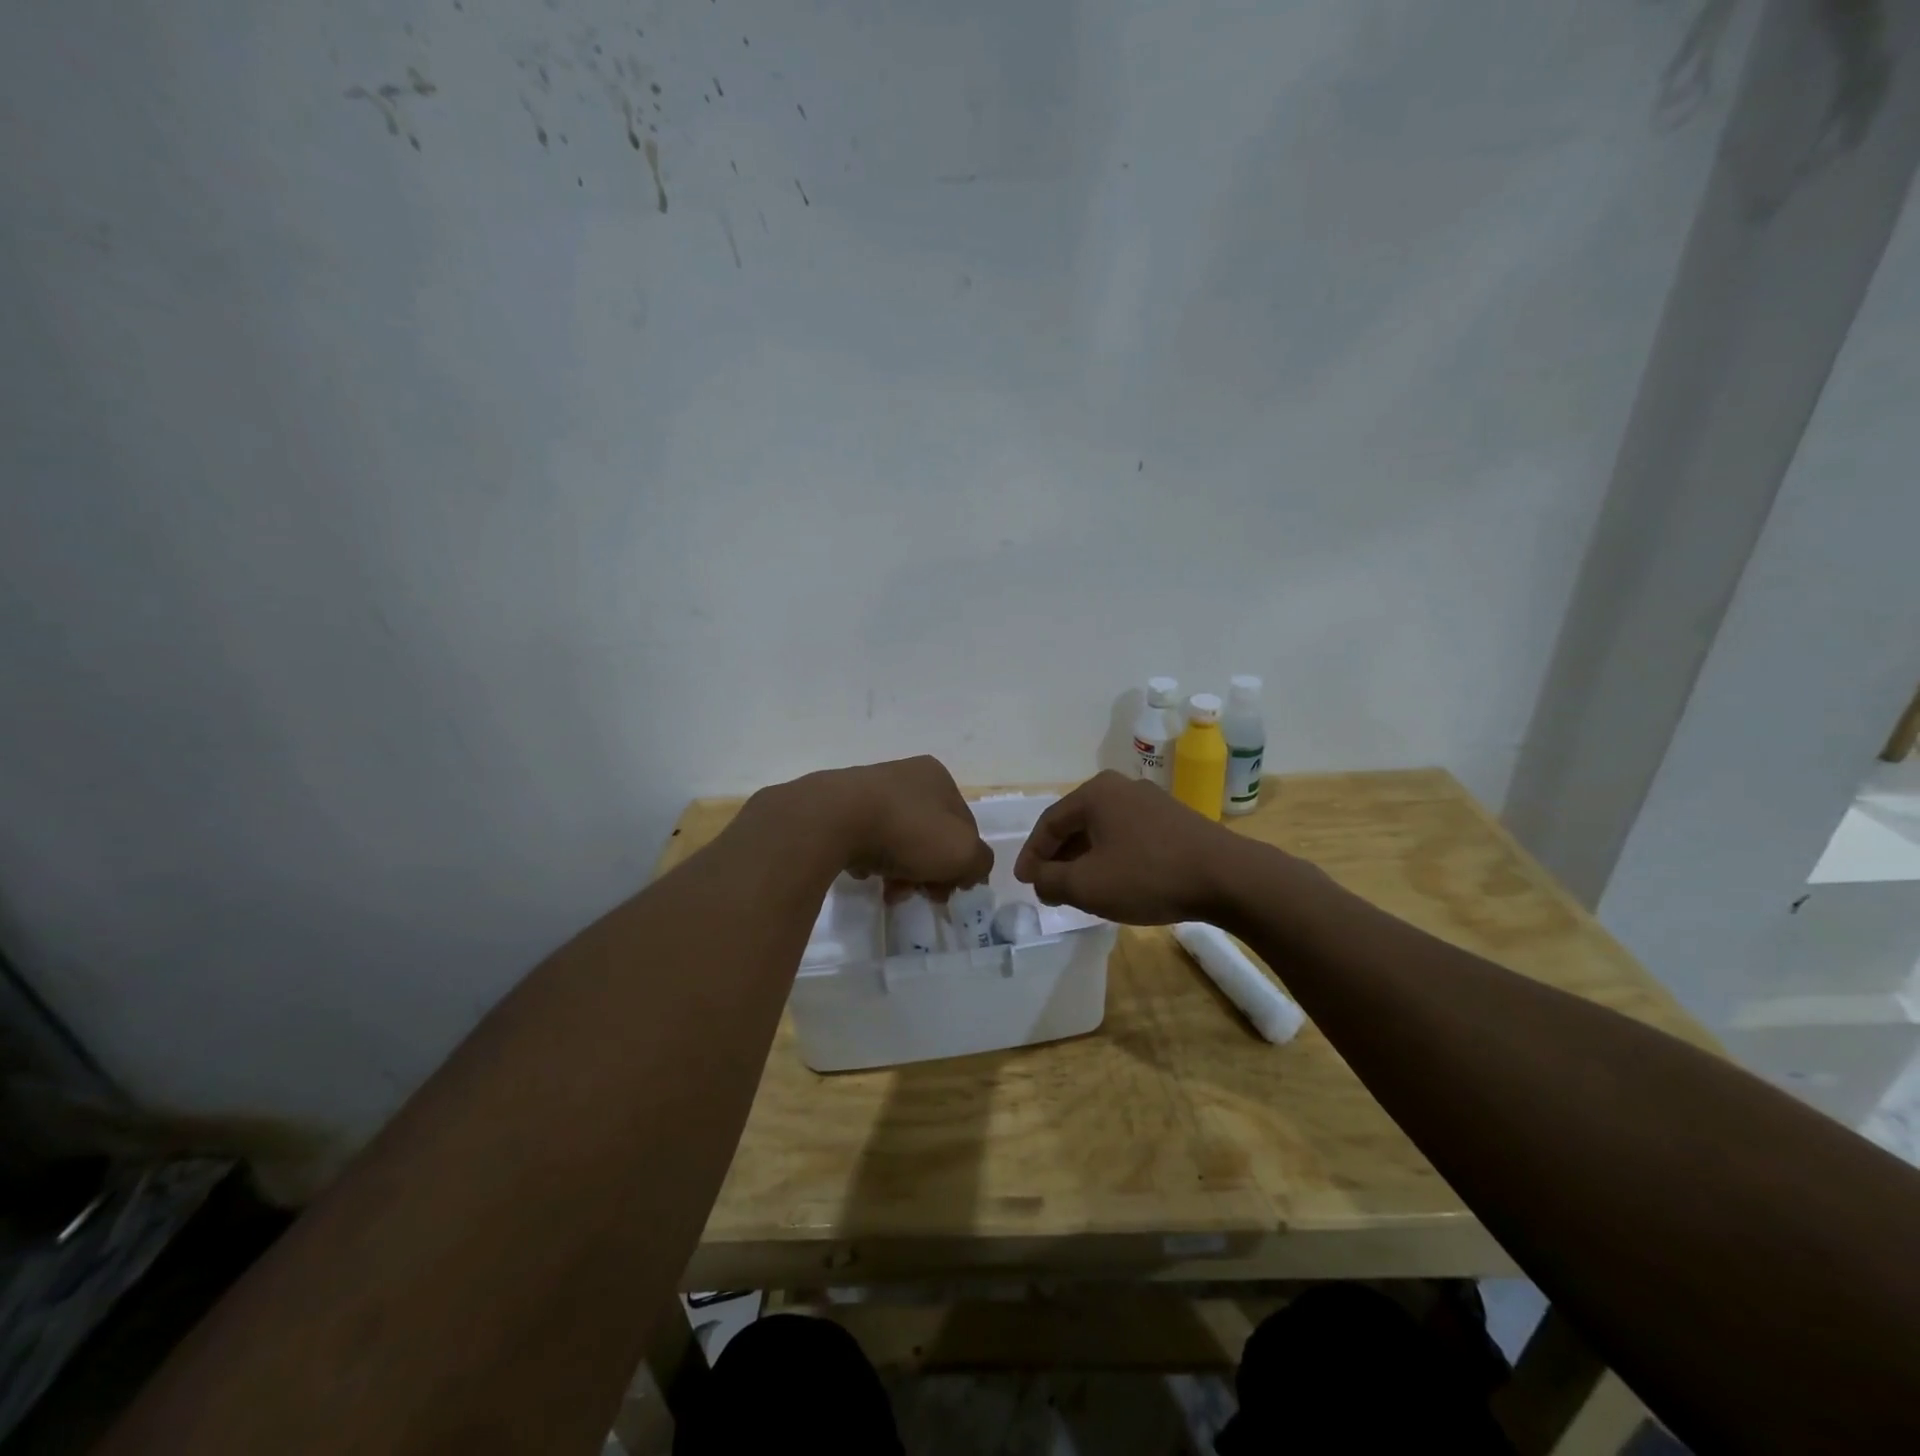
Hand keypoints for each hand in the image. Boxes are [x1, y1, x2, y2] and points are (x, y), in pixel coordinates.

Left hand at [803, 756, 992, 899]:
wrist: (834, 820)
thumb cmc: (908, 831)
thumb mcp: (962, 851)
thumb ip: (979, 862)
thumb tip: (971, 871)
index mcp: (938, 777)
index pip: (964, 826)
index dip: (962, 862)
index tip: (951, 891)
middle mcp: (905, 775)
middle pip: (930, 835)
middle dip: (929, 871)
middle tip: (922, 896)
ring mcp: (868, 789)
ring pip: (897, 840)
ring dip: (900, 872)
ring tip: (890, 893)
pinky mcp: (838, 808)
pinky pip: (864, 841)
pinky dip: (869, 861)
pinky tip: (863, 873)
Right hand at [1013, 771, 1247, 924]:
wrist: (1228, 877)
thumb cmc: (1148, 876)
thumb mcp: (1087, 885)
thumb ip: (1051, 880)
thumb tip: (1039, 877)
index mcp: (1095, 793)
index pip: (1049, 822)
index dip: (1032, 854)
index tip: (1024, 881)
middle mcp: (1121, 787)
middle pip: (1076, 823)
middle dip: (1059, 856)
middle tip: (1048, 886)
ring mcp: (1151, 801)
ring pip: (1103, 830)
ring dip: (1085, 858)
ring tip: (1078, 888)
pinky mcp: (1174, 819)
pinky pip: (1128, 835)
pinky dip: (1112, 856)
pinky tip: (1115, 880)